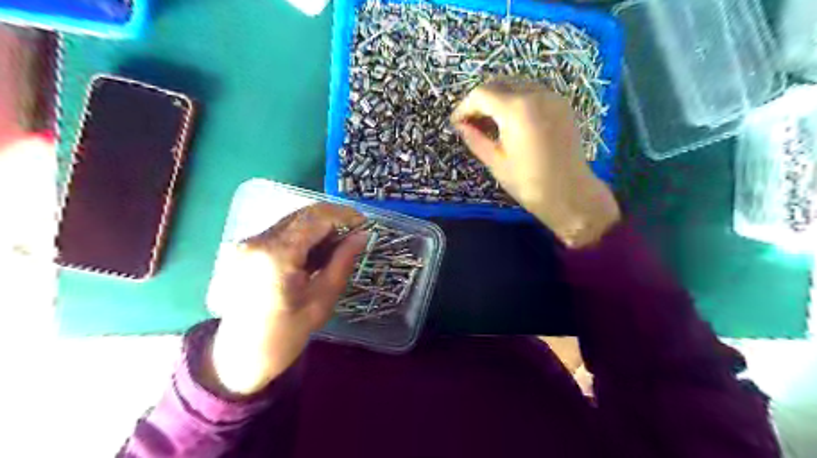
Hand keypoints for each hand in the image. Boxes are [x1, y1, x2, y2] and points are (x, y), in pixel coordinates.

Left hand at [203, 203, 367, 397]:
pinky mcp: (244, 249)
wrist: (238, 359)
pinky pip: (281, 232)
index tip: (365, 223)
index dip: (344, 215)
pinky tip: (315, 254)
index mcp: (277, 255)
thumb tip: (362, 236)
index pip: (316, 218)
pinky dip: (303, 237)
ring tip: (337, 247)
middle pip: (303, 215)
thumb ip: (342, 262)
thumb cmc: (284, 336)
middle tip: (354, 235)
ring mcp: (246, 244)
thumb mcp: (321, 300)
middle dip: (333, 220)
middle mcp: (257, 241)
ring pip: (292, 221)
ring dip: (318, 228)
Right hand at [446, 79, 620, 249]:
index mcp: (516, 109)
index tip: (456, 123)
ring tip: (490, 123)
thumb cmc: (528, 182)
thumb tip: (460, 126)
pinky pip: (532, 92)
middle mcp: (535, 94)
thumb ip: (475, 139)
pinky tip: (511, 122)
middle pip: (498, 83)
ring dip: (498, 98)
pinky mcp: (561, 105)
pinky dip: (516, 100)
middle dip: (480, 100)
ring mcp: (551, 97)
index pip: (481, 94)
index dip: (464, 107)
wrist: (570, 193)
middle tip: (471, 123)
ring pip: (516, 85)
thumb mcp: (496, 162)